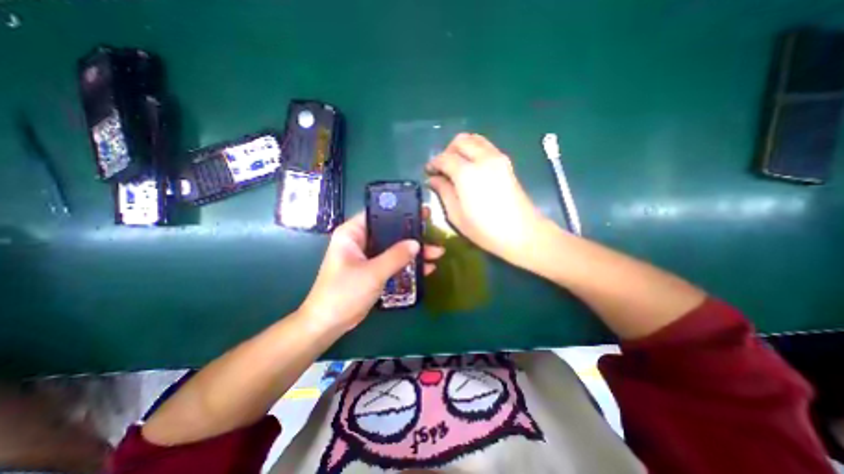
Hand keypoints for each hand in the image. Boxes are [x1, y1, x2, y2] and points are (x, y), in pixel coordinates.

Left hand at [299, 211, 444, 332]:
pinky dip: (407, 265)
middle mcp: (360, 241)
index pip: (378, 214)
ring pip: (394, 248)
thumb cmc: (344, 293)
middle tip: (433, 233)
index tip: (421, 213)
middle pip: (390, 232)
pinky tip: (426, 268)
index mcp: (352, 233)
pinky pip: (393, 262)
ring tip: (436, 253)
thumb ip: (396, 256)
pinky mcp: (373, 270)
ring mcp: (367, 257)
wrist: (328, 324)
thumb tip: (417, 243)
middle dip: (412, 235)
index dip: (400, 211)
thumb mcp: (372, 273)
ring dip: (413, 252)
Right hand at [429, 133, 546, 262]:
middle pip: (460, 141)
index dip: (433, 163)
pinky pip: (486, 146)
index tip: (428, 172)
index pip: (444, 158)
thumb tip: (433, 179)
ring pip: (475, 139)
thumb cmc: (485, 230)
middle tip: (442, 169)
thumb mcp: (456, 215)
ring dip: (461, 148)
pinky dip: (474, 150)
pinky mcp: (506, 162)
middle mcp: (483, 158)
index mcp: (467, 173)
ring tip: (456, 166)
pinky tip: (471, 167)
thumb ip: (443, 192)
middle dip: (447, 151)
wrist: (522, 233)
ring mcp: (498, 158)